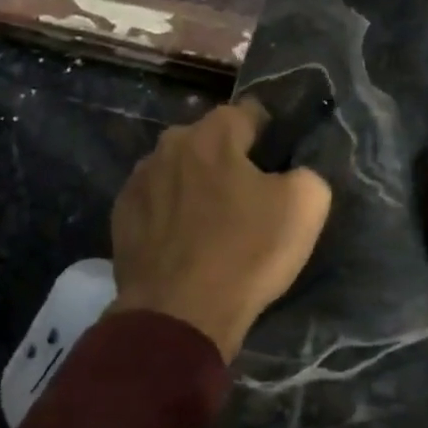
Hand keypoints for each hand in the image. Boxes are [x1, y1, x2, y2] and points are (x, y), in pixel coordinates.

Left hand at [110, 100, 332, 360]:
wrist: (179, 315)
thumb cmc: (246, 253)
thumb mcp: (306, 206)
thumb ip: (307, 173)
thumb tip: (294, 174)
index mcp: (213, 134)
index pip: (249, 113)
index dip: (270, 134)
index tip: (280, 162)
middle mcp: (169, 145)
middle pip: (210, 141)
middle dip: (229, 159)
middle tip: (250, 196)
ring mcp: (138, 180)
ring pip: (179, 170)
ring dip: (197, 185)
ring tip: (214, 223)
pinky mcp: (121, 217)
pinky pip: (157, 202)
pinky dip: (171, 213)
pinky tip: (185, 242)